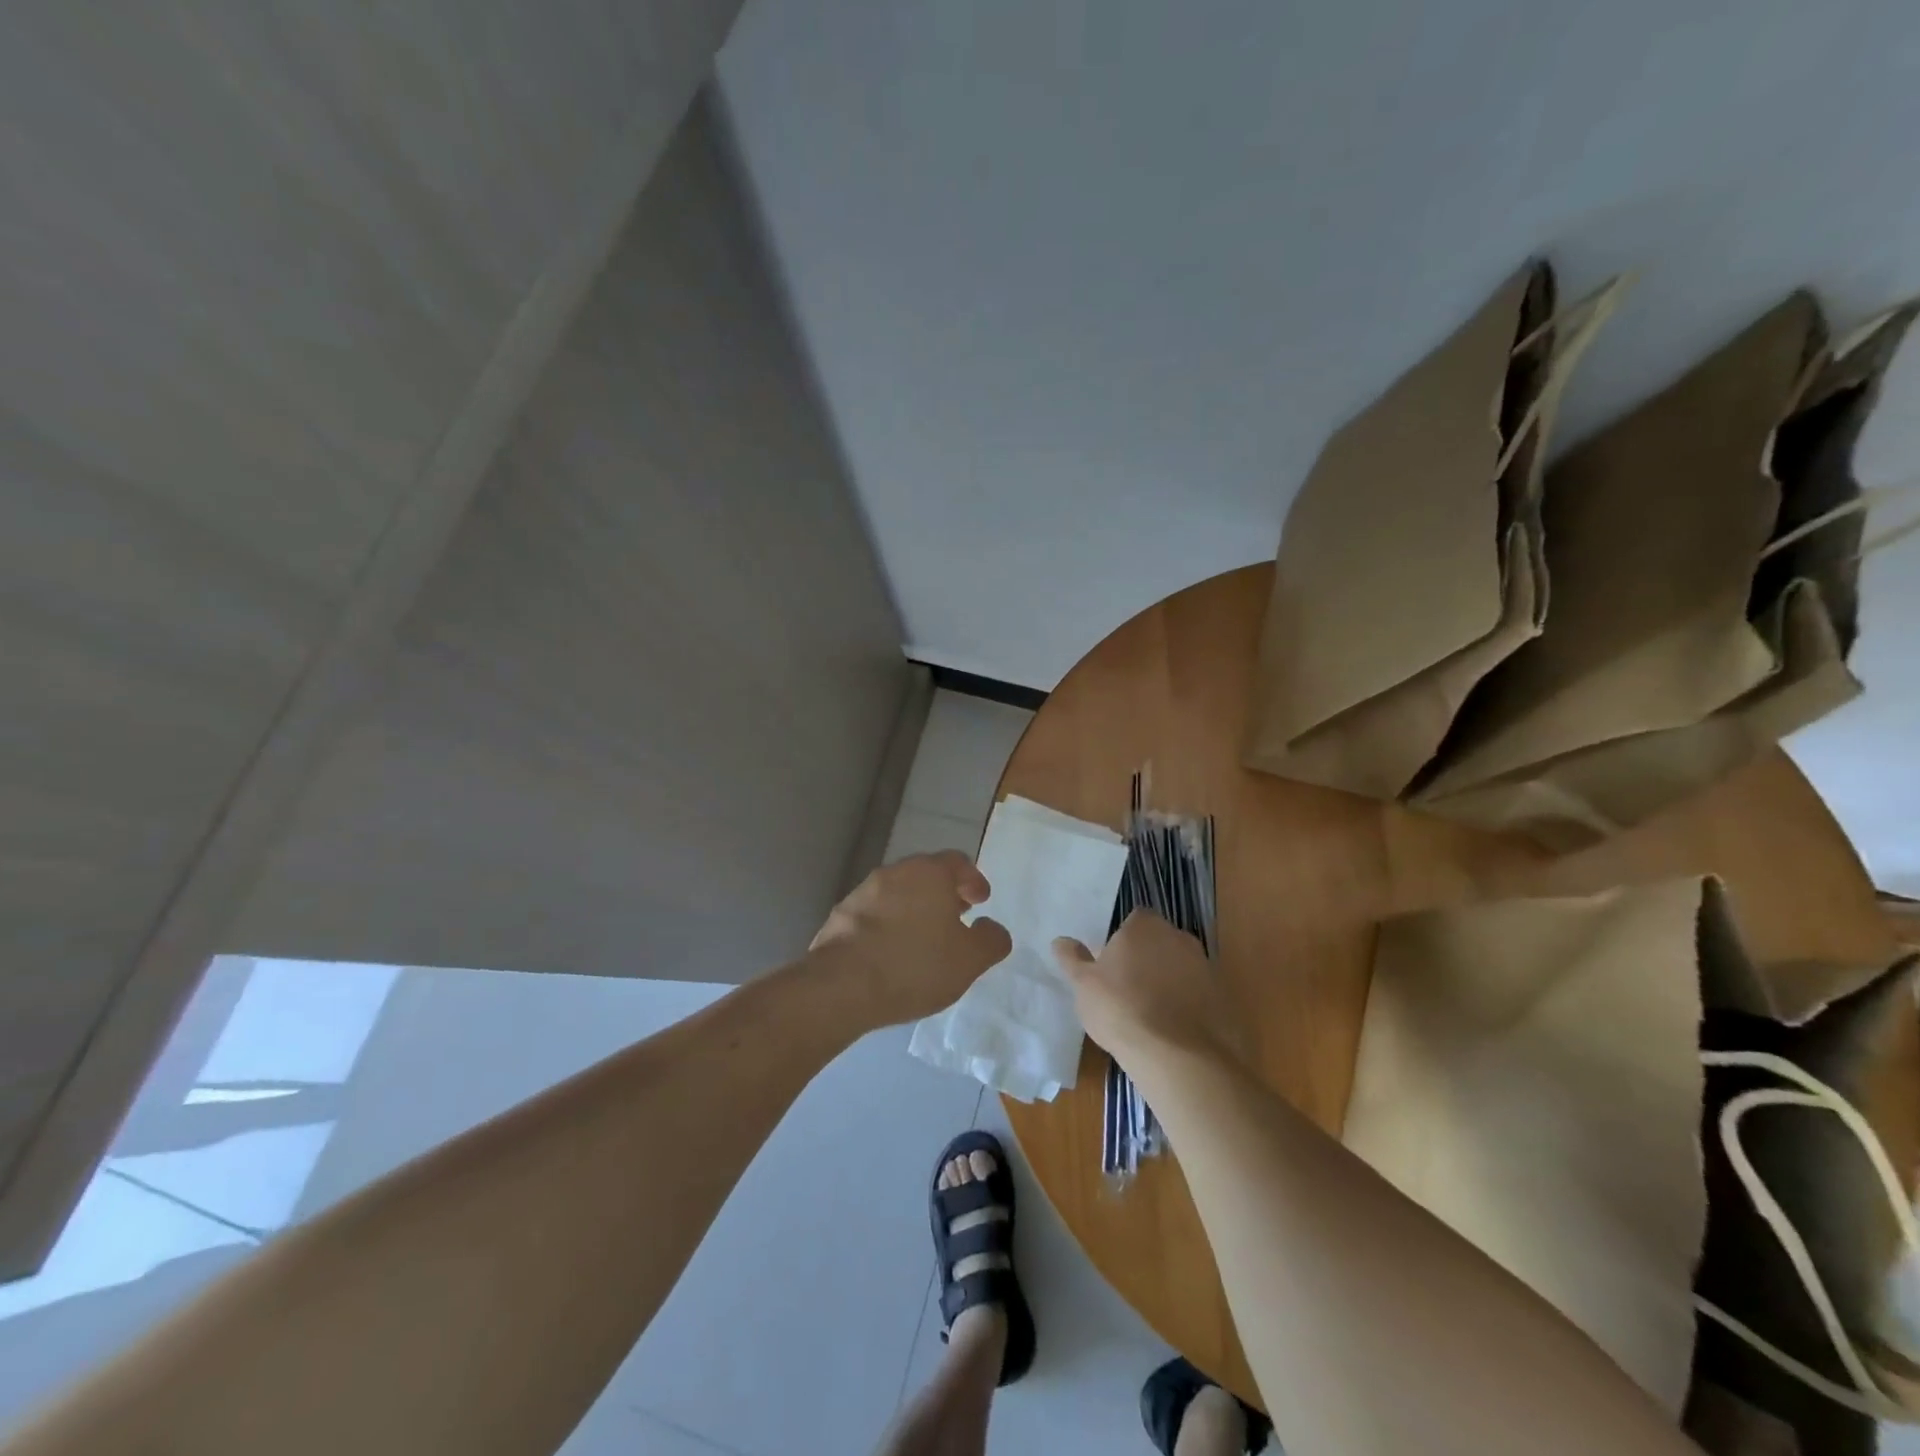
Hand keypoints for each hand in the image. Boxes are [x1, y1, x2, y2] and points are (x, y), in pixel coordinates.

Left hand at [809, 851, 1011, 1027]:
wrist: (842, 985)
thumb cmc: (915, 965)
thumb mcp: (970, 960)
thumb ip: (990, 940)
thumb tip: (992, 928)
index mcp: (929, 873)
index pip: (958, 862)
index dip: (973, 880)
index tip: (980, 901)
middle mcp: (895, 872)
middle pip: (925, 874)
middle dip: (942, 893)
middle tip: (954, 917)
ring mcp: (862, 892)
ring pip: (896, 893)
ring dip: (912, 909)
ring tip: (922, 939)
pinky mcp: (839, 916)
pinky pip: (872, 915)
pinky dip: (886, 926)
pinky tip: (890, 954)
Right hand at [1052, 910, 1247, 1069]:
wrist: (1180, 1058)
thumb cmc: (1122, 1010)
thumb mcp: (1084, 986)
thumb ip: (1073, 960)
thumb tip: (1061, 941)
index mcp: (1144, 926)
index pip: (1133, 920)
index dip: (1122, 941)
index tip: (1111, 965)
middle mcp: (1179, 937)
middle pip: (1159, 942)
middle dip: (1146, 959)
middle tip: (1127, 989)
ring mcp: (1206, 967)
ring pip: (1180, 968)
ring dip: (1168, 982)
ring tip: (1150, 1015)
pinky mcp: (1224, 998)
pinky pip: (1199, 995)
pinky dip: (1188, 1006)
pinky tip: (1173, 1032)